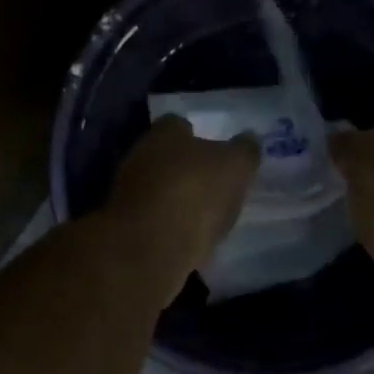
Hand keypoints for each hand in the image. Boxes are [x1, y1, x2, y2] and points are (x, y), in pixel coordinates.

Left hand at [105, 116, 260, 302]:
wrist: (152, 248)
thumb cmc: (197, 194)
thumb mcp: (236, 167)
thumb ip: (245, 152)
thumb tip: (249, 141)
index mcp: (165, 133)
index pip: (181, 125)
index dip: (200, 138)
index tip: (216, 155)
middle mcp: (139, 156)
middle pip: (165, 158)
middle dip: (184, 170)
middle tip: (211, 188)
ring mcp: (127, 193)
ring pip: (157, 190)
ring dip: (175, 200)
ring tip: (201, 218)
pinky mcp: (125, 227)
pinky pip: (152, 221)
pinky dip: (167, 227)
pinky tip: (185, 240)